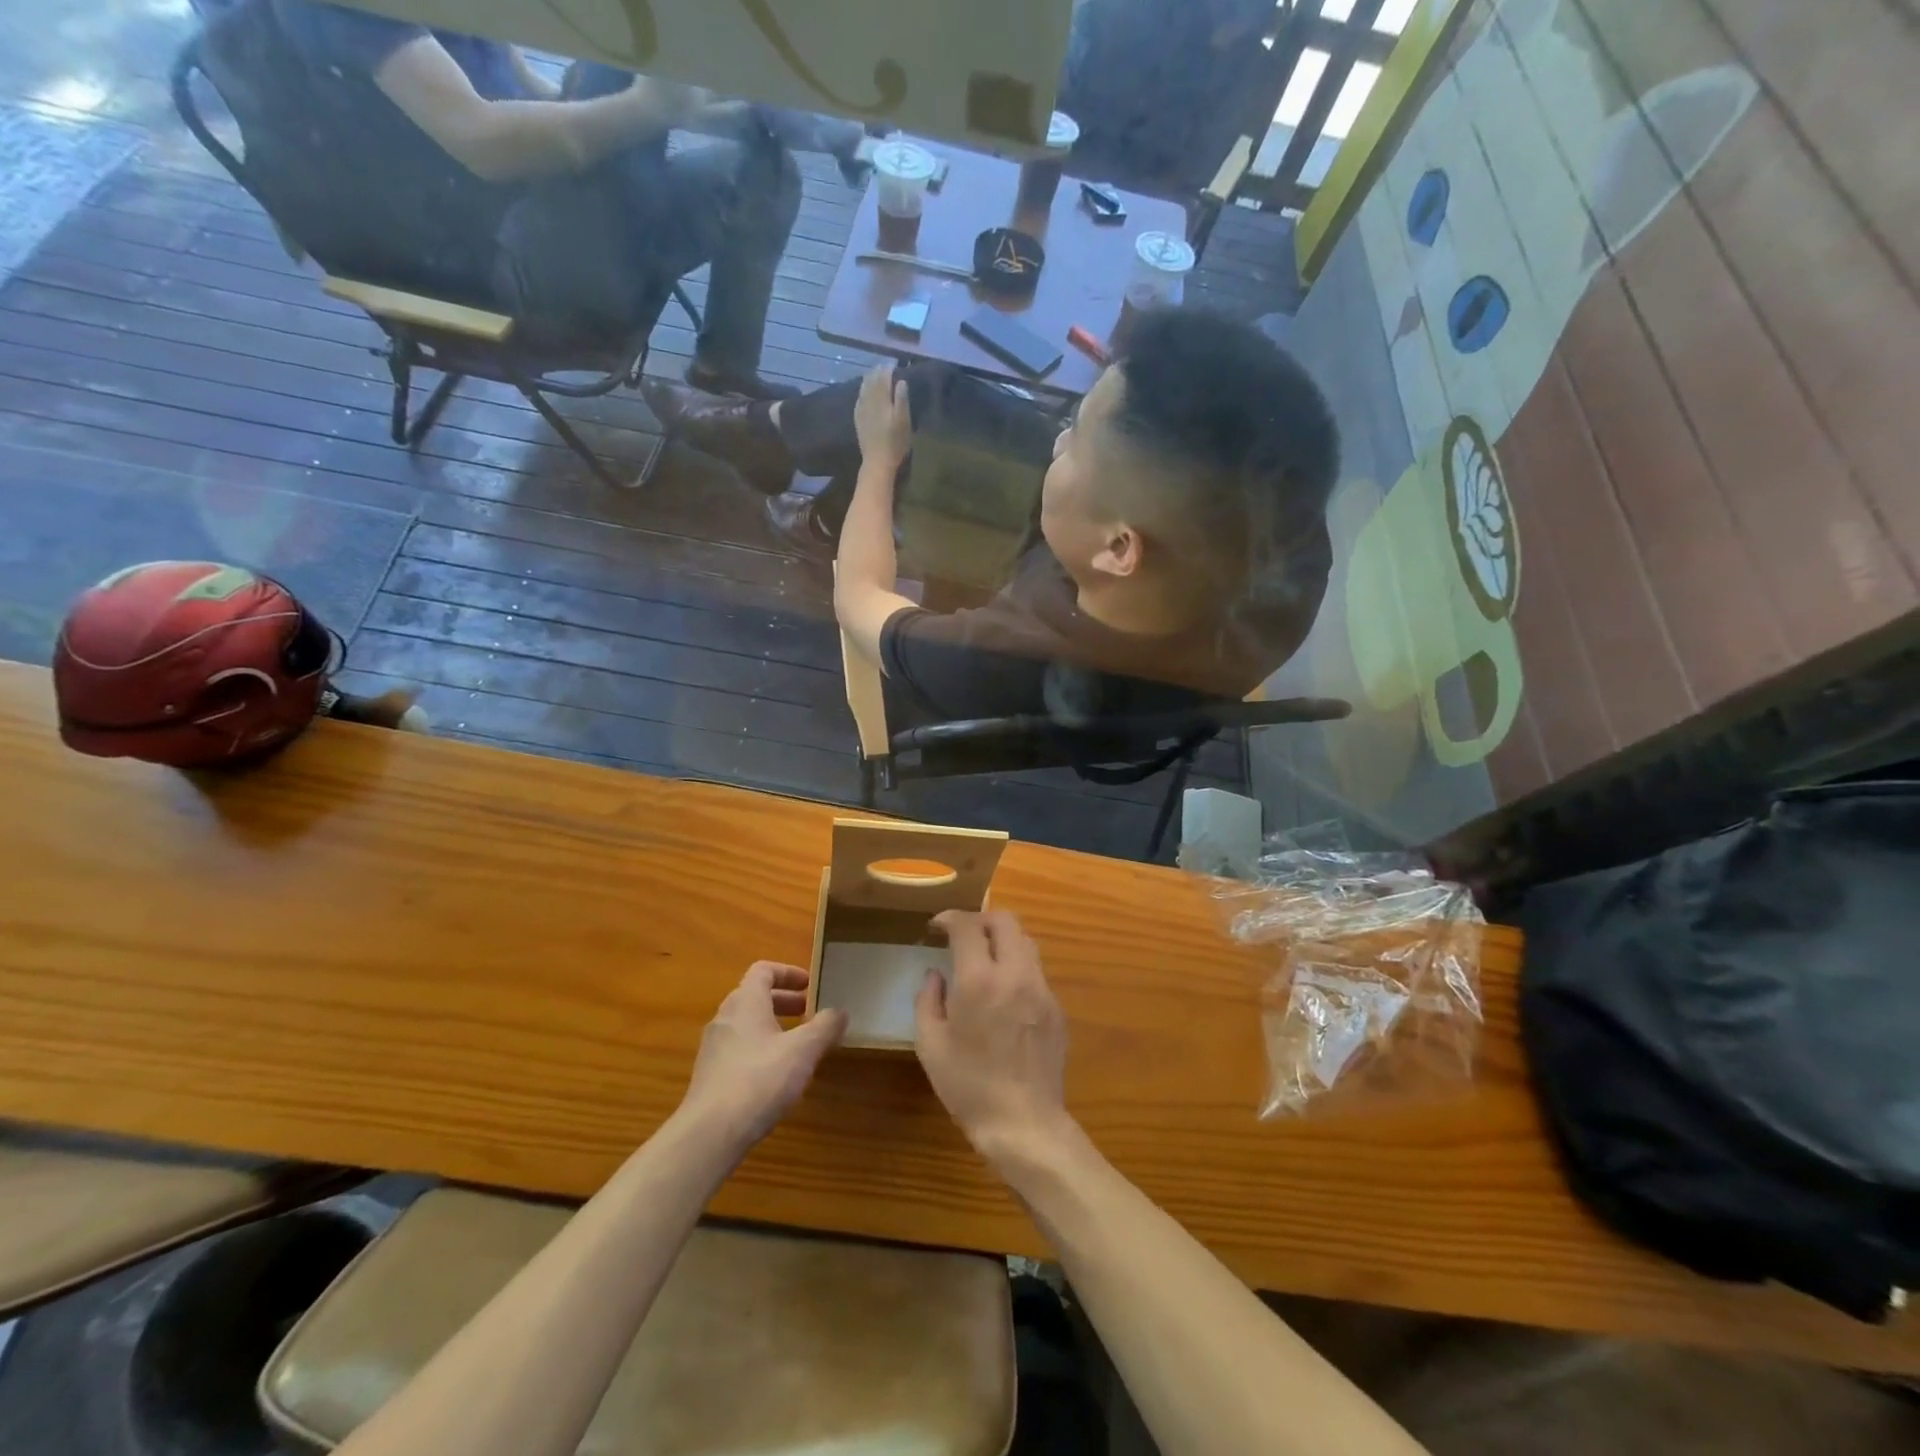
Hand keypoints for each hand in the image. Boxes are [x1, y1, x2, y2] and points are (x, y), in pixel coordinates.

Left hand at [679, 963, 845, 1152]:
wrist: (710, 1133)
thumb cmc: (760, 1079)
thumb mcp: (803, 1050)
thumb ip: (825, 1027)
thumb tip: (840, 1011)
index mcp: (746, 1002)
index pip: (763, 970)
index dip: (788, 973)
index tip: (810, 985)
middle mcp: (725, 1017)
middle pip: (754, 996)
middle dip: (784, 1001)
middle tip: (809, 1012)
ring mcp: (713, 1047)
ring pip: (746, 1024)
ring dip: (772, 1026)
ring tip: (797, 1044)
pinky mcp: (710, 1075)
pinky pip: (738, 1048)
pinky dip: (759, 1048)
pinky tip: (776, 1074)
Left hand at [854, 361, 912, 471]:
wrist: (877, 461)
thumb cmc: (895, 443)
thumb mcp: (904, 422)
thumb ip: (902, 400)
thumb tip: (901, 381)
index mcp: (882, 400)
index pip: (883, 378)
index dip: (888, 369)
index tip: (893, 363)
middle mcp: (870, 401)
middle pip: (872, 381)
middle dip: (878, 371)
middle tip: (883, 366)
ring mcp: (862, 410)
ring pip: (863, 389)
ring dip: (869, 379)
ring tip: (874, 373)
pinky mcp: (858, 419)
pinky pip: (859, 399)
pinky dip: (862, 391)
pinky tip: (863, 391)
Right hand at [915, 911, 1072, 1160]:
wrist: (1024, 1124)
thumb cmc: (969, 1086)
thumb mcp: (930, 1045)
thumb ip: (928, 999)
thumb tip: (936, 974)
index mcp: (979, 980)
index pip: (968, 926)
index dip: (950, 918)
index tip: (937, 927)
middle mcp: (1015, 974)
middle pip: (1005, 921)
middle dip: (981, 919)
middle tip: (963, 935)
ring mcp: (1042, 990)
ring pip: (1026, 942)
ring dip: (1003, 940)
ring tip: (984, 958)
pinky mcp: (1057, 1008)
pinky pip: (1036, 972)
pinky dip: (1017, 968)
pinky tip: (1004, 994)